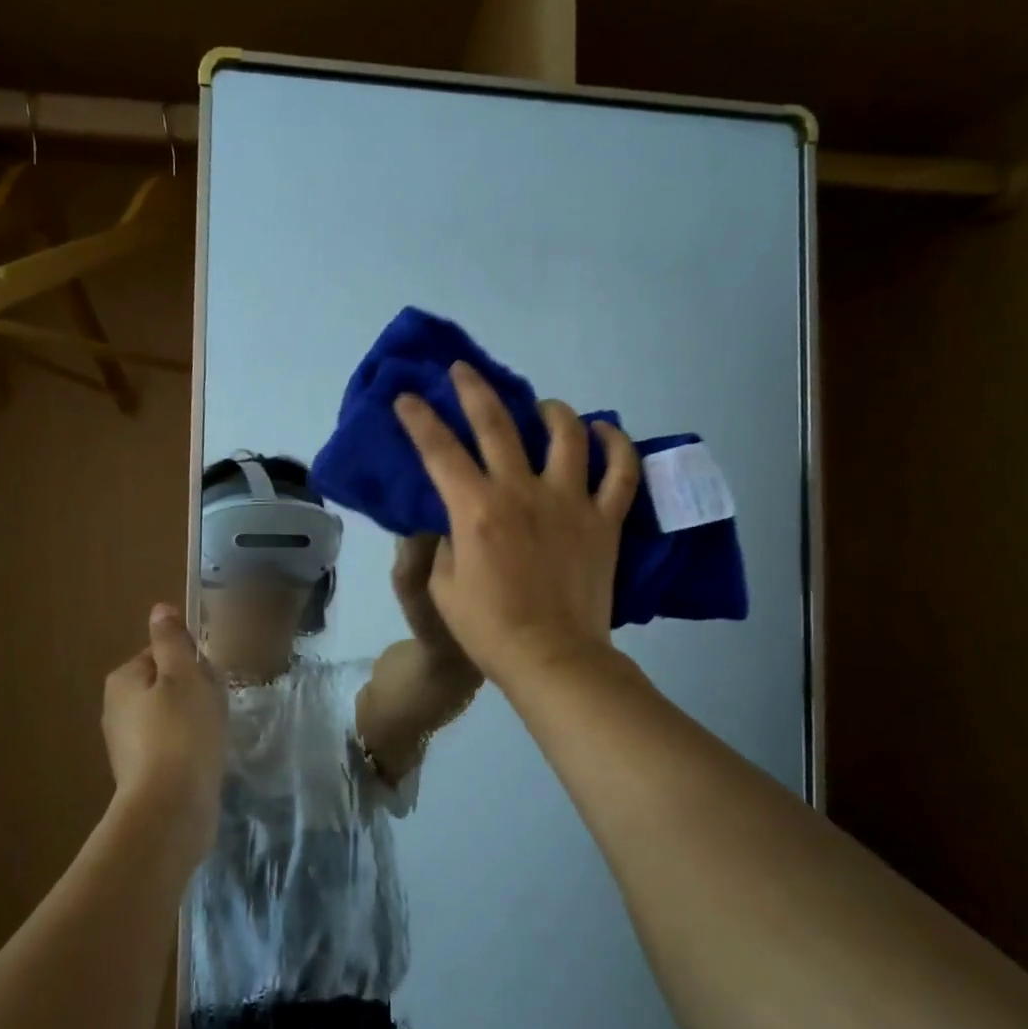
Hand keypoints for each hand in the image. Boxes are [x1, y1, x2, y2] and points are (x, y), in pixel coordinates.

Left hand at [101, 604, 227, 865]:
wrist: (171, 809)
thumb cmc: (182, 731)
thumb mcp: (184, 675)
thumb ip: (172, 641)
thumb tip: (160, 609)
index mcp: (123, 679)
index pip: (161, 653)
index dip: (190, 661)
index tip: (209, 678)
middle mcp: (116, 709)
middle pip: (166, 685)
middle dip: (194, 692)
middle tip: (215, 706)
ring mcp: (127, 745)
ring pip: (170, 716)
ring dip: (194, 721)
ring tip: (213, 735)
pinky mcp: (141, 774)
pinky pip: (171, 746)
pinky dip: (189, 747)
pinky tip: (205, 758)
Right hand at [392, 361, 639, 686]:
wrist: (553, 658)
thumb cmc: (489, 629)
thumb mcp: (442, 586)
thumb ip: (445, 542)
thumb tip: (456, 520)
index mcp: (476, 509)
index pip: (439, 450)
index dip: (418, 419)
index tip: (406, 397)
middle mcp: (522, 491)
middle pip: (496, 423)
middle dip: (473, 390)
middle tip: (462, 370)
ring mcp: (570, 501)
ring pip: (565, 434)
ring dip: (550, 409)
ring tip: (541, 406)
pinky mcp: (605, 519)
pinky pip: (621, 471)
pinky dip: (616, 445)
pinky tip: (604, 431)